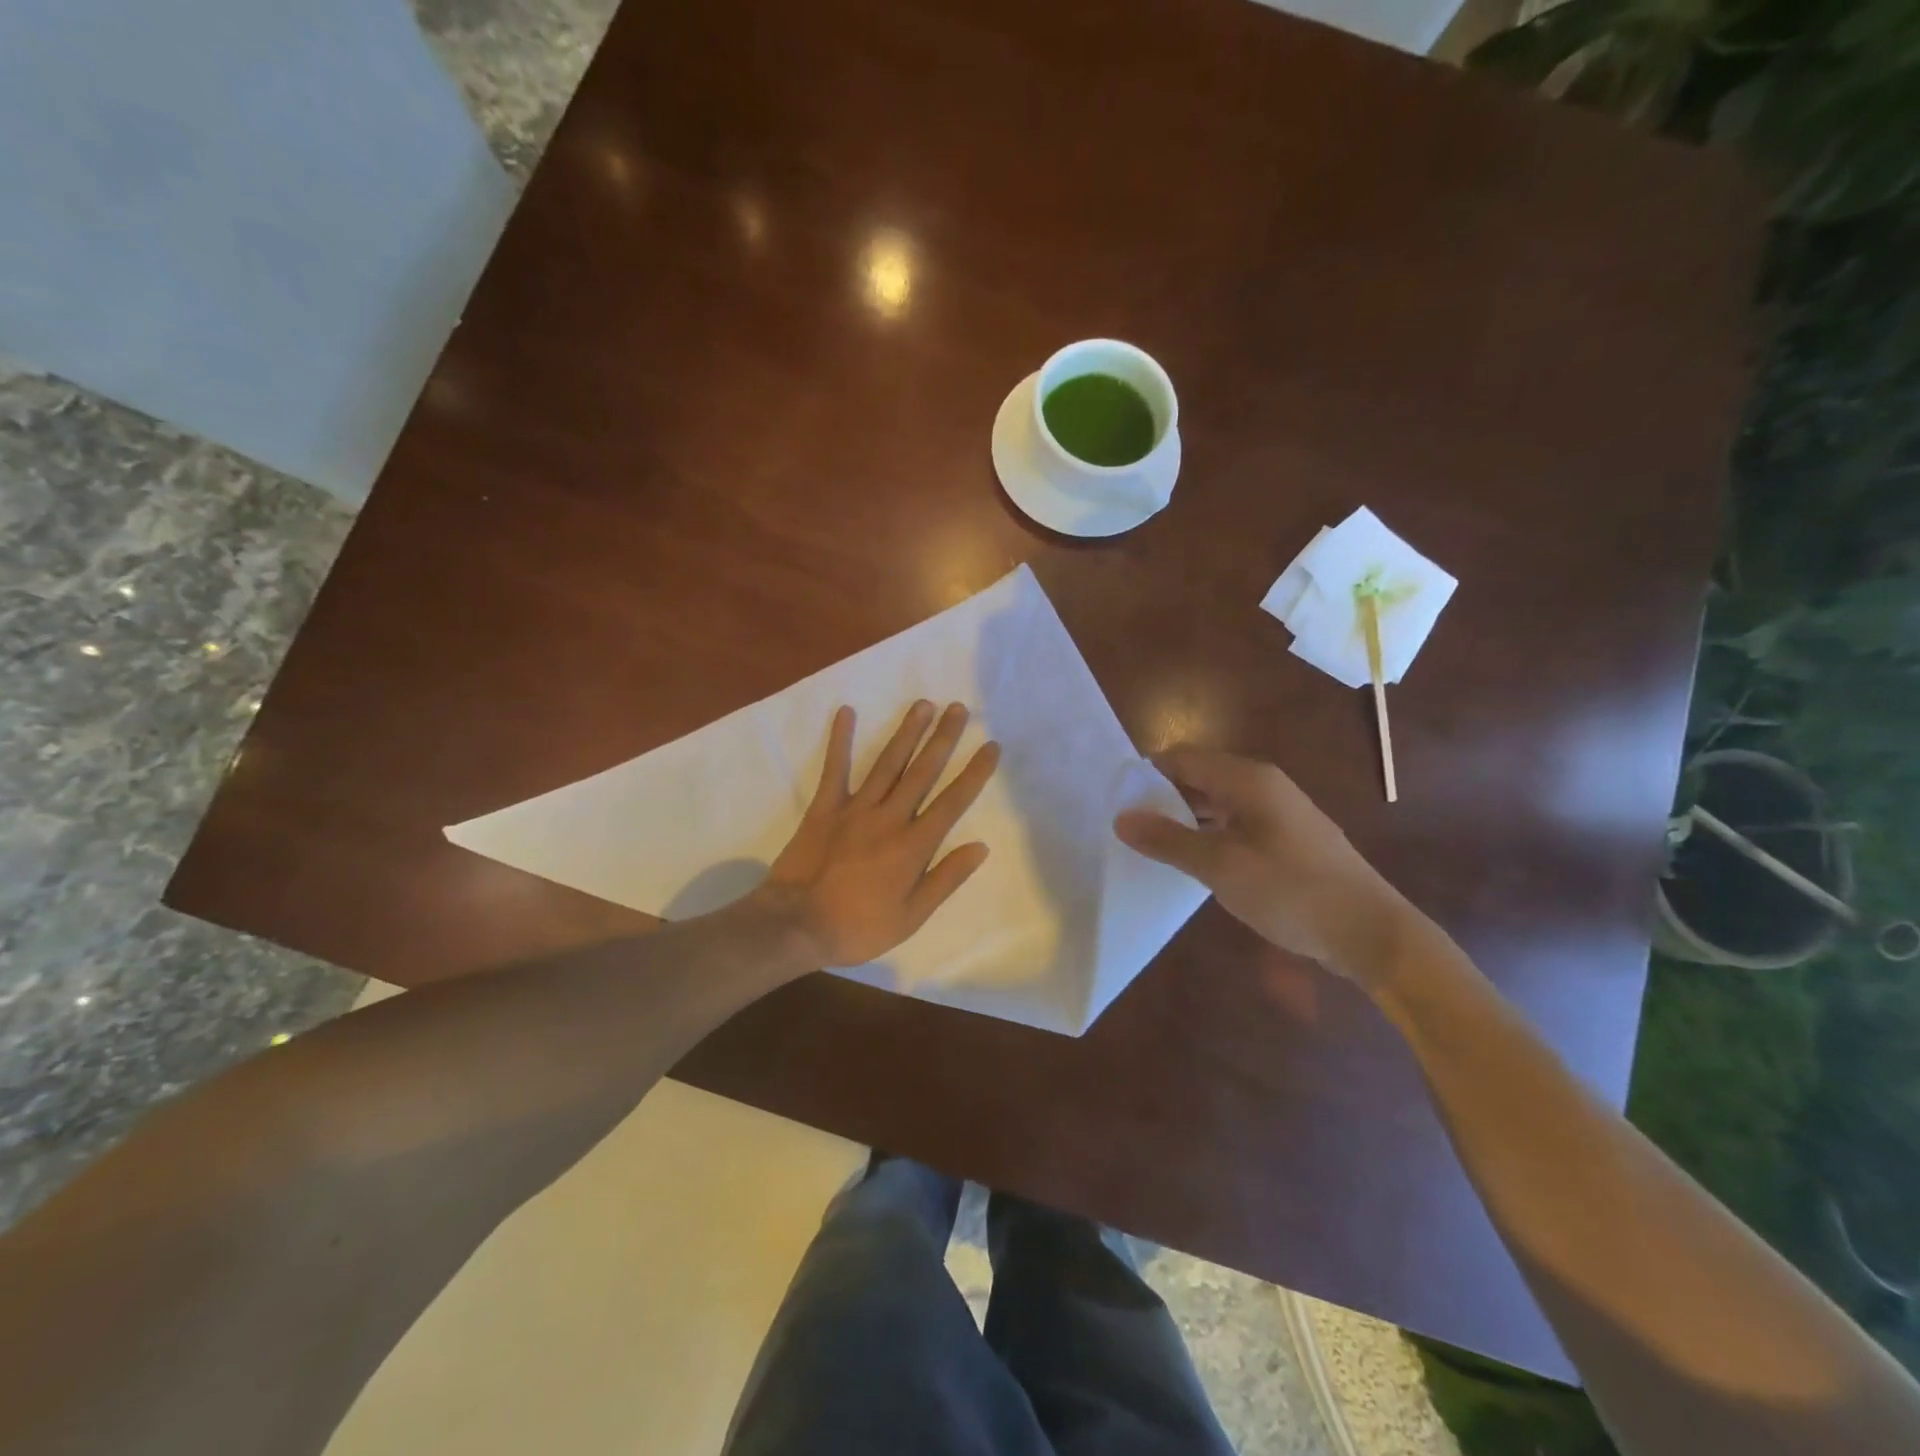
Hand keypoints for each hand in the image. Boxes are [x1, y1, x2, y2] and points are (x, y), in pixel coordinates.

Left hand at [758, 701, 999, 967]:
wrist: (797, 925)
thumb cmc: (858, 926)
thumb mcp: (911, 916)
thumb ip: (945, 878)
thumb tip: (980, 847)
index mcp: (913, 845)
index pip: (952, 801)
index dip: (974, 772)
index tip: (990, 746)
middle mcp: (889, 817)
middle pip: (922, 771)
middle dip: (943, 738)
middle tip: (958, 708)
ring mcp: (855, 808)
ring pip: (888, 763)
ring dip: (907, 732)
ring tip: (923, 704)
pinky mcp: (824, 807)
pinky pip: (835, 768)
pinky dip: (839, 739)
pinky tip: (846, 711)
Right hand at [1114, 747, 1407, 981]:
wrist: (1370, 931)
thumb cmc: (1290, 890)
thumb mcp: (1220, 866)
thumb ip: (1168, 840)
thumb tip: (1122, 818)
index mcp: (1248, 779)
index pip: (1183, 757)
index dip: (1148, 773)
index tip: (1117, 799)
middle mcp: (1264, 785)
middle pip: (1201, 776)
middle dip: (1164, 796)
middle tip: (1130, 825)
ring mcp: (1280, 812)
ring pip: (1219, 802)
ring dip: (1186, 817)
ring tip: (1154, 844)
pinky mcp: (1289, 839)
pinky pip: (1237, 824)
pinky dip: (1211, 834)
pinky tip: (1196, 861)